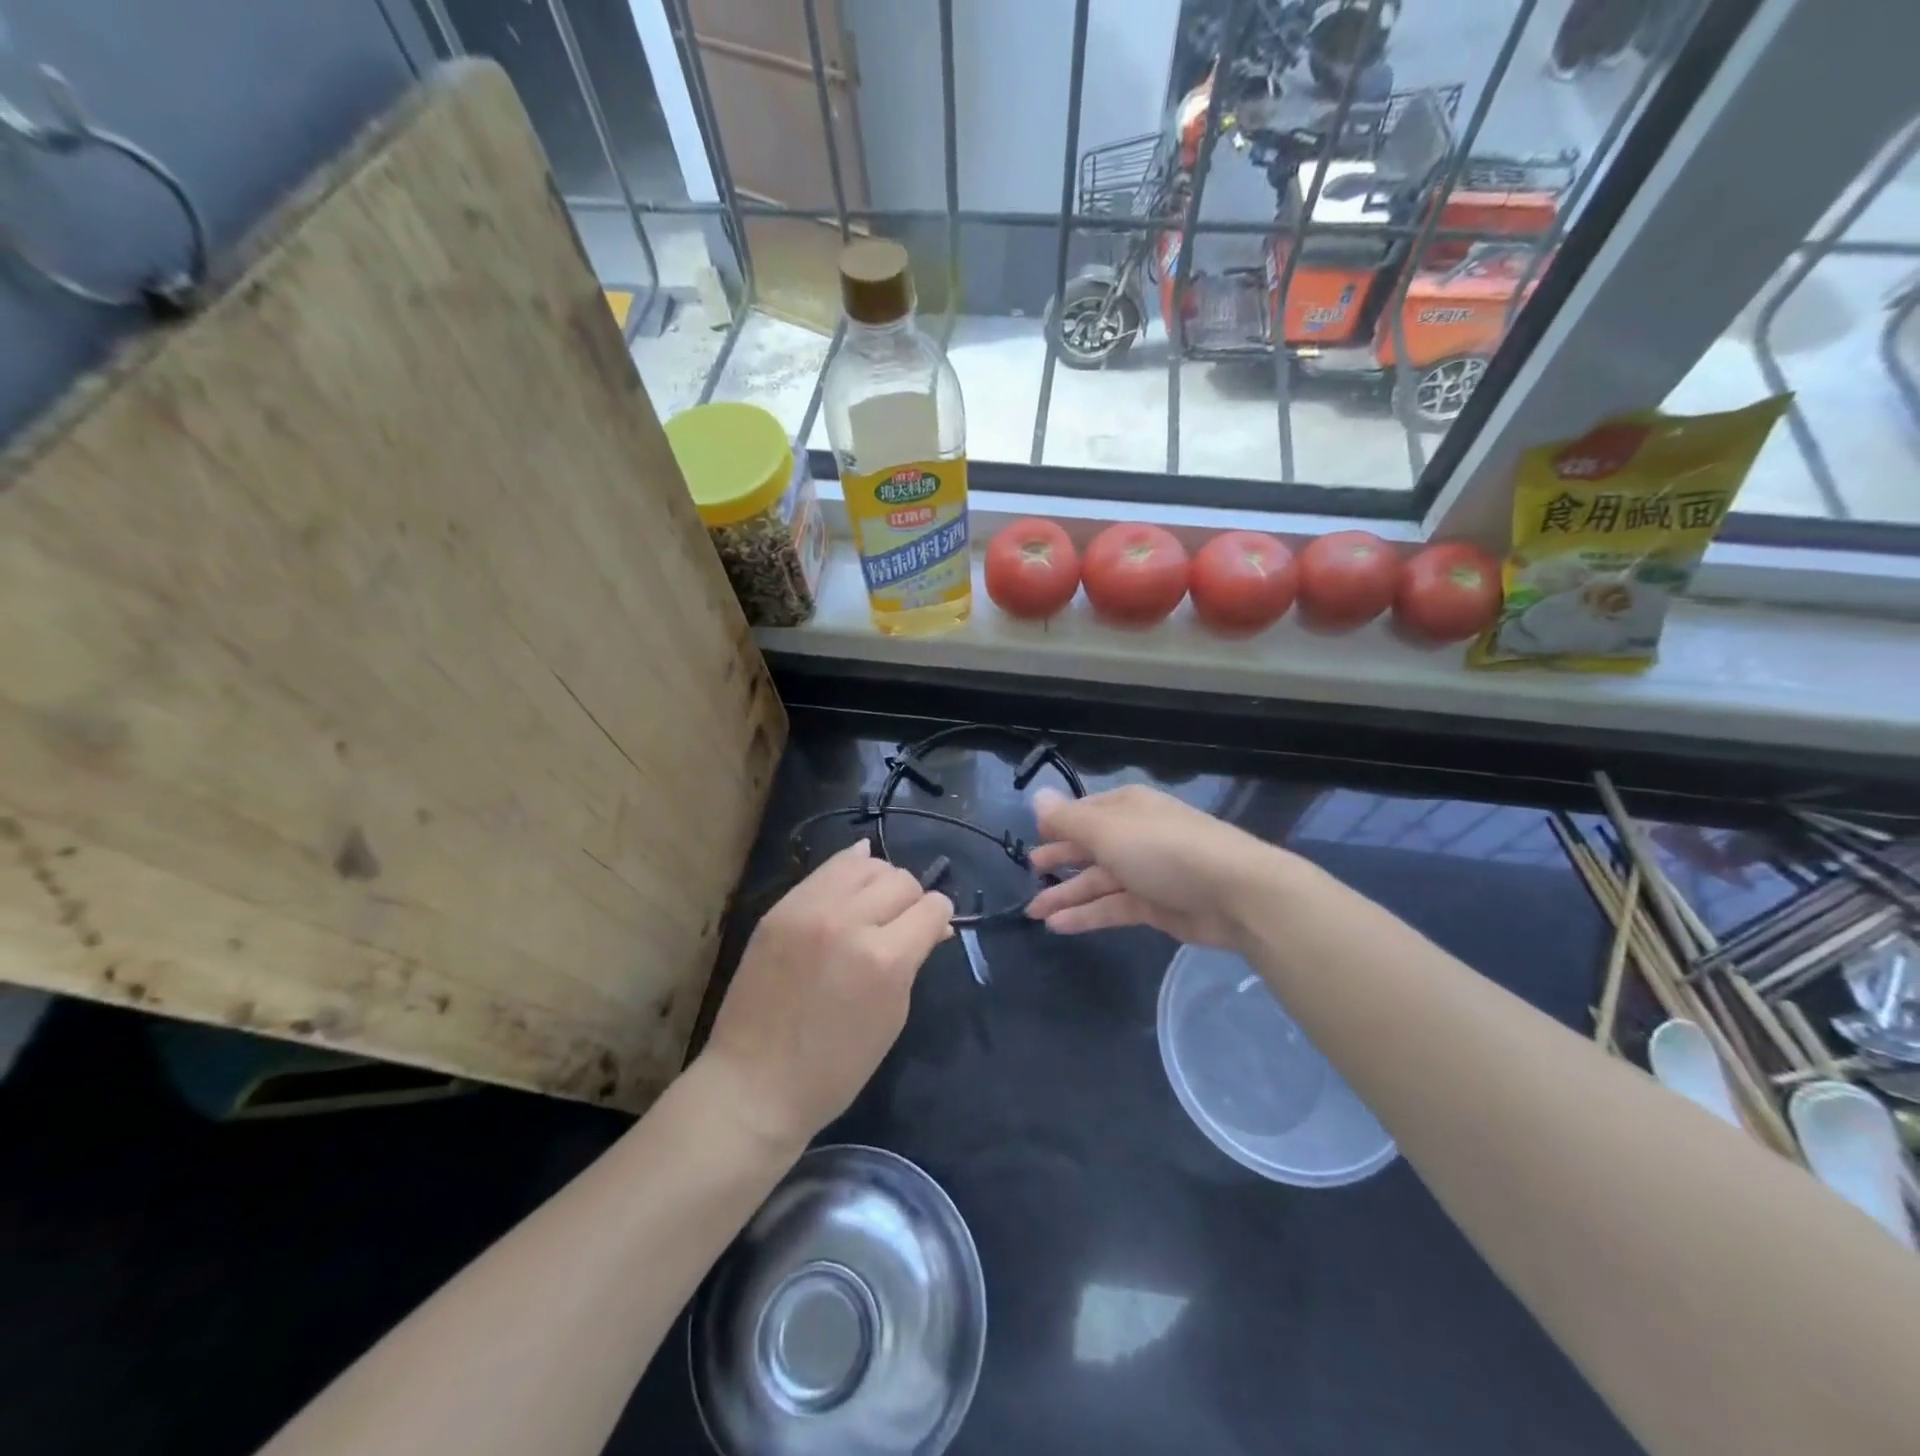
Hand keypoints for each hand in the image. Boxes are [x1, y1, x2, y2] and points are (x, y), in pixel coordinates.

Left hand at [699, 839, 953, 1156]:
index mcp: (885, 959)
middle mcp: (850, 921)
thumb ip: (913, 961)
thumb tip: (933, 926)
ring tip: (874, 905)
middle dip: (912, 900)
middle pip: (902, 880)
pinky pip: (827, 868)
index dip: (939, 918)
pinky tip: (855, 880)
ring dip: (881, 881)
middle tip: (902, 923)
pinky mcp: (781, 908)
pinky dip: (849, 868)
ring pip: (866, 864)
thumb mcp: (892, 1017)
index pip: (932, 907)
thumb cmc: (834, 1068)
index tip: (933, 930)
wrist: (754, 1082)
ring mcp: (810, 909)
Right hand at [1024, 785, 1291, 948]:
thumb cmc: (1164, 850)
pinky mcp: (1156, 906)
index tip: (1033, 836)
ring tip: (1032, 911)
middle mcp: (1135, 836)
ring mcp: (1147, 872)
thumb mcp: (1108, 831)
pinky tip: (1058, 926)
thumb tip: (1037, 797)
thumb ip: (1068, 820)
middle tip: (1030, 872)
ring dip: (1066, 895)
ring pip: (1098, 881)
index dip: (1058, 824)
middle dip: (1059, 859)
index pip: (1084, 813)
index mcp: (1126, 808)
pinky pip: (1113, 907)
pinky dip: (1087, 915)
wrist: (1236, 893)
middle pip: (1090, 847)